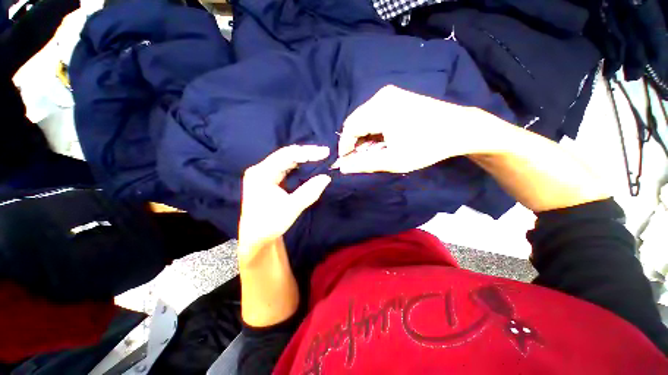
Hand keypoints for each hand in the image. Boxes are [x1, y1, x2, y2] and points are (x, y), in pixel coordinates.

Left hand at [238, 145, 331, 258]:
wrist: (256, 237)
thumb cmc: (270, 224)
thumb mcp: (291, 208)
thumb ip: (309, 191)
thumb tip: (326, 177)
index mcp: (261, 173)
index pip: (287, 155)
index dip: (307, 152)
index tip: (325, 152)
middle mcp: (261, 169)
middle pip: (286, 155)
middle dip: (306, 153)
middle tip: (325, 153)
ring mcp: (264, 173)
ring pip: (286, 160)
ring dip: (303, 158)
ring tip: (320, 157)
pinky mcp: (268, 179)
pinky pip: (286, 167)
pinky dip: (299, 166)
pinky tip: (308, 165)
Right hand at [333, 85, 496, 173]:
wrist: (461, 128)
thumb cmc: (427, 146)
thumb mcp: (393, 160)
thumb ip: (364, 164)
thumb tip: (342, 168)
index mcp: (379, 108)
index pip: (349, 128)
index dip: (344, 146)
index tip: (346, 161)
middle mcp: (381, 96)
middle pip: (356, 121)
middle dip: (355, 142)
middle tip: (362, 158)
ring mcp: (390, 94)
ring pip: (365, 118)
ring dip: (365, 136)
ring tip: (374, 151)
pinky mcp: (397, 96)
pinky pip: (375, 114)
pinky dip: (374, 129)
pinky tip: (382, 140)